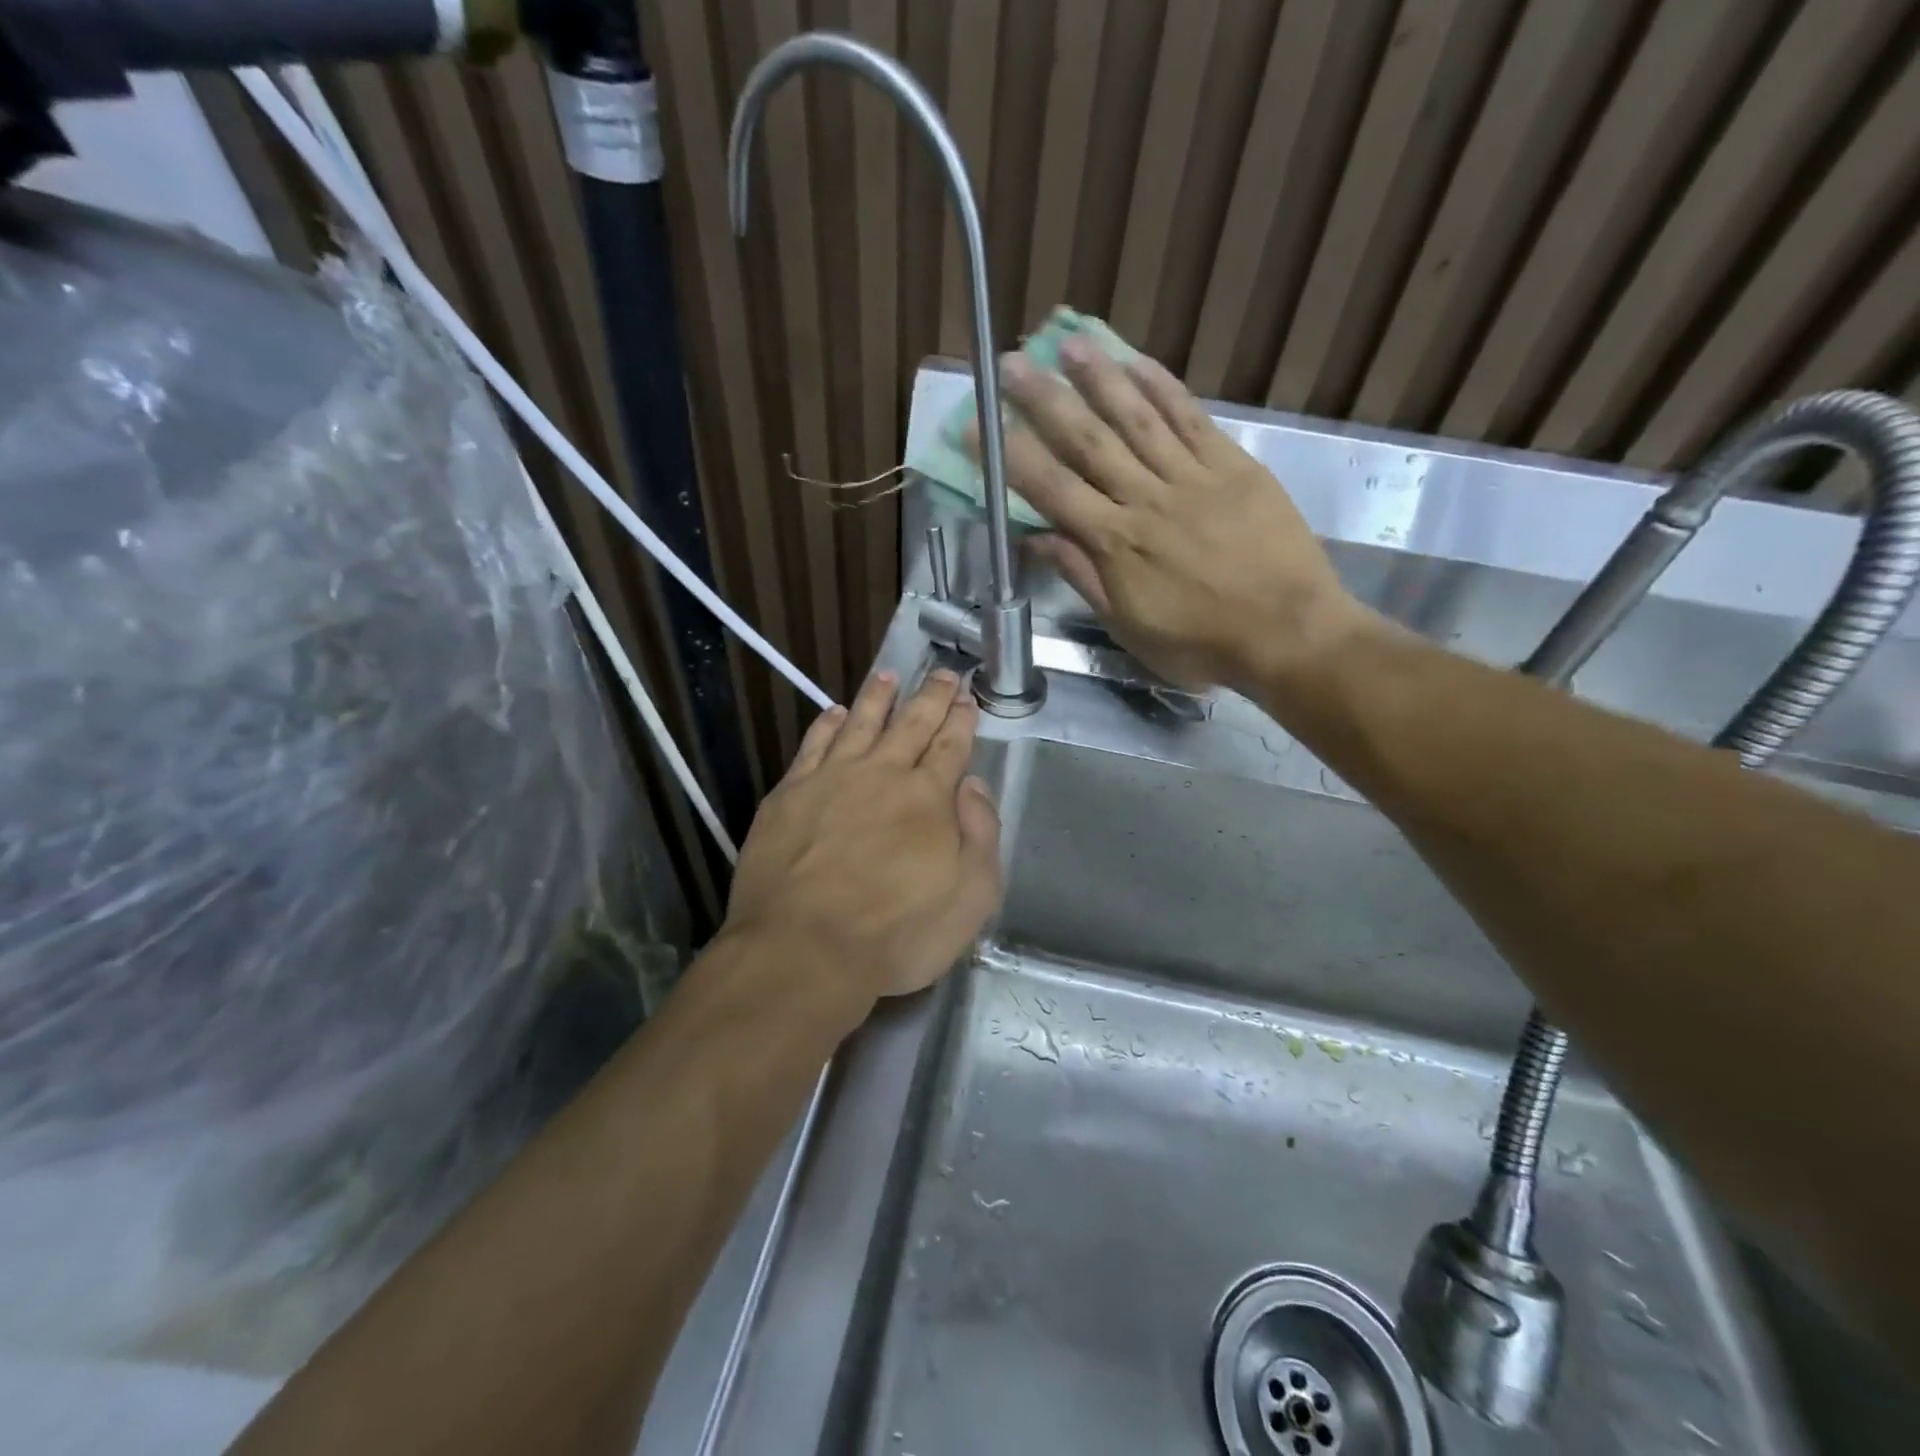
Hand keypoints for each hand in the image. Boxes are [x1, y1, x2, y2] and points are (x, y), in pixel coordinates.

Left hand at [722, 669, 1001, 1010]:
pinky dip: (827, 724)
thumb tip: (973, 785)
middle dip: (931, 696)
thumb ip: (980, 835)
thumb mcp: (971, 898)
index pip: (951, 746)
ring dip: (878, 697)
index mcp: (928, 797)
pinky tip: (835, 713)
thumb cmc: (897, 934)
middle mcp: (881, 775)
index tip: (967, 697)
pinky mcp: (788, 795)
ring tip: (888, 674)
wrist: (803, 950)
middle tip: (943, 673)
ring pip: (860, 723)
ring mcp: (831, 780)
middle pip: (911, 724)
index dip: (961, 719)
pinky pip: (813, 745)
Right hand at [981, 341, 1377, 695]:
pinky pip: (1191, 419)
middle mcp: (1145, 499)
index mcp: (1115, 543)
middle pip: (1087, 441)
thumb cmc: (1201, 643)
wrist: (1287, 633)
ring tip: (1069, 342)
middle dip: (1044, 400)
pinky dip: (1163, 388)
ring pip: (1137, 418)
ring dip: (1100, 378)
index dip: (1010, 454)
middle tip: (1012, 362)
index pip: (1050, 489)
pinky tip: (1138, 363)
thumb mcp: (1129, 627)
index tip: (978, 425)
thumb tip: (1036, 539)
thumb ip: (1084, 577)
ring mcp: (1191, 477)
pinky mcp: (1232, 466)